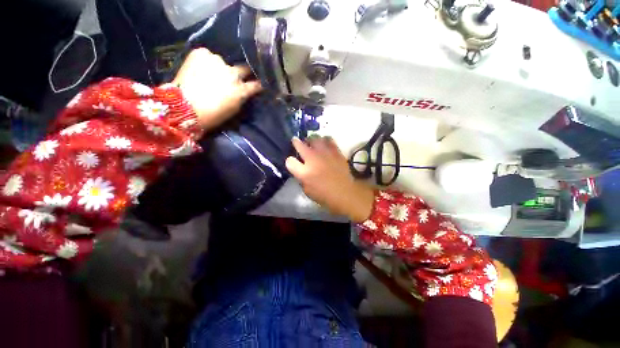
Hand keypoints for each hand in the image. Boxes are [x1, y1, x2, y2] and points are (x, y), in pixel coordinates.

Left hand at [172, 48, 262, 130]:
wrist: (183, 107)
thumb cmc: (212, 115)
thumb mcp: (234, 109)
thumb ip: (242, 98)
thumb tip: (244, 91)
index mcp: (241, 90)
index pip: (257, 84)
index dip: (259, 84)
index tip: (260, 83)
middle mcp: (232, 73)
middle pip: (244, 68)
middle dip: (244, 73)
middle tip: (238, 77)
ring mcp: (217, 61)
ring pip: (223, 62)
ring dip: (221, 68)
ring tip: (211, 74)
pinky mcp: (201, 53)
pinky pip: (208, 56)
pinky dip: (207, 61)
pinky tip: (200, 69)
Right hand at [285, 136, 374, 222]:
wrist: (345, 193)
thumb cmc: (325, 195)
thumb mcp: (307, 190)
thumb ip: (301, 177)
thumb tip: (300, 168)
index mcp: (304, 172)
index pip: (290, 161)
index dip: (290, 161)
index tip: (293, 162)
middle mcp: (313, 159)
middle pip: (299, 144)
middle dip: (296, 143)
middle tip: (298, 144)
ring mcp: (325, 153)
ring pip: (314, 138)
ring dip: (311, 140)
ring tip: (312, 144)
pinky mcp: (335, 151)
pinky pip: (329, 140)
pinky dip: (325, 141)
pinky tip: (325, 145)